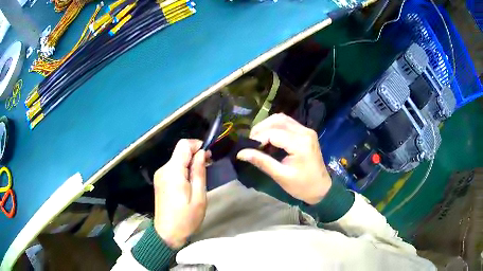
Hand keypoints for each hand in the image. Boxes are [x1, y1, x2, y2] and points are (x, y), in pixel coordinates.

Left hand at [153, 139, 206, 248]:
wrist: (167, 234)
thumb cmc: (186, 218)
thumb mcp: (198, 196)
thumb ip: (199, 172)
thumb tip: (202, 153)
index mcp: (173, 172)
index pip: (183, 145)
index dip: (197, 145)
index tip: (209, 155)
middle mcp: (163, 169)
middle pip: (179, 152)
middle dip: (195, 155)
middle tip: (208, 167)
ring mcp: (160, 175)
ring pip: (177, 160)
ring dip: (190, 164)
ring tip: (200, 178)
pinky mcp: (160, 181)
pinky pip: (173, 169)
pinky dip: (183, 170)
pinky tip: (189, 183)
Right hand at [237, 113, 331, 204]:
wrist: (321, 188)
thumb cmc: (302, 186)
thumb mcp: (280, 175)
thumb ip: (261, 161)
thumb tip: (241, 153)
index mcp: (300, 144)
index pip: (273, 133)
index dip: (258, 138)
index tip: (247, 148)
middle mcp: (304, 132)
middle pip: (277, 120)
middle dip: (261, 128)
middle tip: (250, 142)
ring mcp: (307, 130)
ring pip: (282, 119)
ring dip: (267, 125)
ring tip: (258, 139)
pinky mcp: (306, 132)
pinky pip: (288, 123)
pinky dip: (275, 127)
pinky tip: (269, 137)